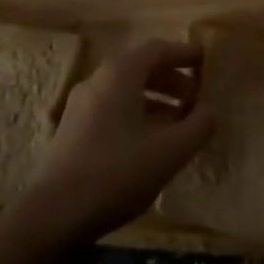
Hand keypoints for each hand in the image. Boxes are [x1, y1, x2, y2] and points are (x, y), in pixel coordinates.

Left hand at [12, 39, 213, 244]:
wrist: (53, 215)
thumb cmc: (117, 172)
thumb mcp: (170, 151)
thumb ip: (199, 126)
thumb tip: (210, 111)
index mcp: (120, 74)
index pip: (157, 49)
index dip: (184, 53)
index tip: (205, 62)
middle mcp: (97, 80)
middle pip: (140, 68)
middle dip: (172, 80)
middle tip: (195, 98)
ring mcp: (80, 105)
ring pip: (125, 91)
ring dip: (155, 101)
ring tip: (177, 126)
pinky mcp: (72, 130)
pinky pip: (112, 109)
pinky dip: (136, 115)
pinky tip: (149, 145)